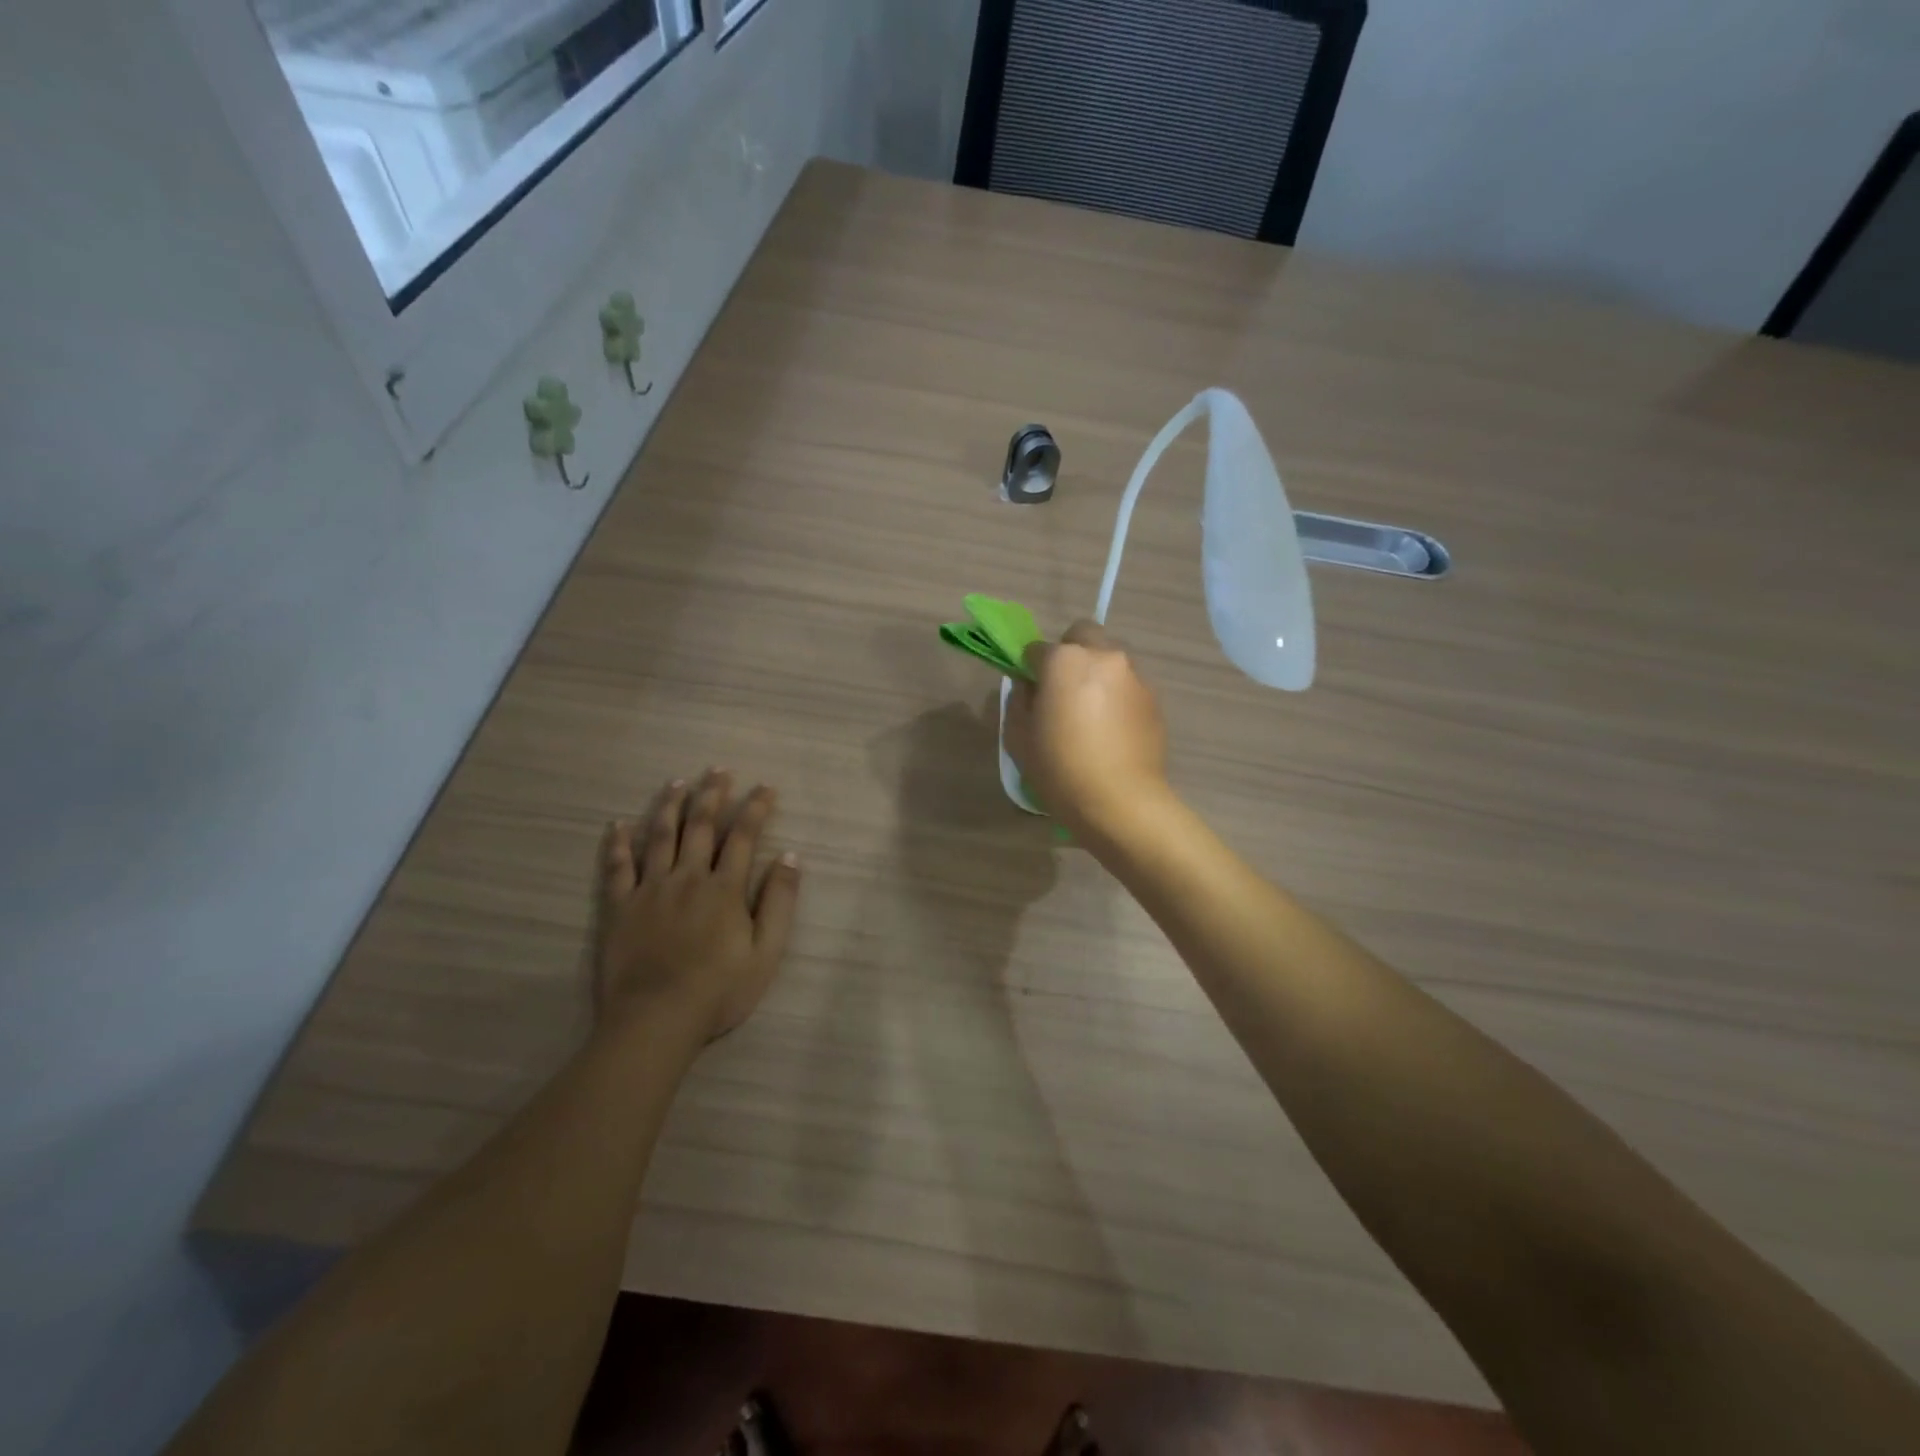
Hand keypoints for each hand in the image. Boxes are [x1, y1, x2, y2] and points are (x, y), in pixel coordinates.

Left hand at [593, 769, 800, 1043]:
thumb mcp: (766, 952)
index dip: (755, 809)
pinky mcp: (620, 907)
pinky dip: (619, 843)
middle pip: (700, 827)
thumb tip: (789, 857)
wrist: (656, 1020)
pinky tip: (619, 824)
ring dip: (670, 806)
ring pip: (660, 837)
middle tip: (718, 770)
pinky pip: (618, 867)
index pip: (743, 837)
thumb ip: (779, 902)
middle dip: (712, 795)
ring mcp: (650, 890)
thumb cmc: (719, 991)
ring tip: (677, 782)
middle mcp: (687, 878)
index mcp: (724, 889)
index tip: (765, 787)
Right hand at [1004, 620, 1170, 842]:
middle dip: (1070, 652)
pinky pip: (1129, 684)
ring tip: (1092, 714)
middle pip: (1083, 635)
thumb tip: (1029, 686)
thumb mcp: (1019, 738)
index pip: (1037, 649)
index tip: (1031, 693)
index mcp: (1065, 660)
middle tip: (1063, 690)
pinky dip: (1118, 696)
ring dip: (1098, 673)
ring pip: (1110, 658)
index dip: (1030, 669)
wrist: (1121, 802)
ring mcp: (1134, 675)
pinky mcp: (1155, 698)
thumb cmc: (1060, 770)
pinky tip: (1113, 730)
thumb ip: (1019, 701)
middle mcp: (1103, 656)